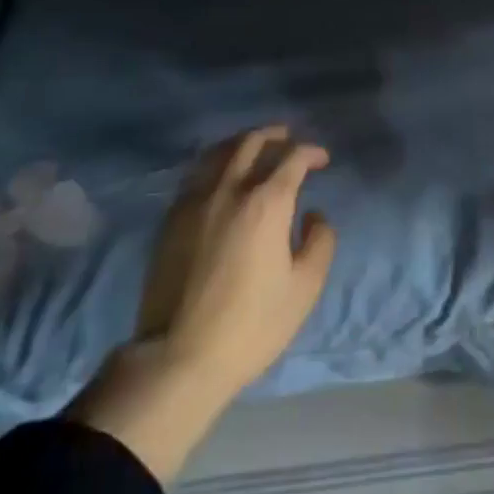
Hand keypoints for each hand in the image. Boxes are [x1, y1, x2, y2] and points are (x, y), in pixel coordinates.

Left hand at [71, 125, 335, 481]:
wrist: (179, 357)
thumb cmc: (251, 324)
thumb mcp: (305, 288)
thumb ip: (320, 242)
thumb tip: (314, 214)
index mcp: (266, 203)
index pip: (292, 159)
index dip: (311, 152)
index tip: (322, 159)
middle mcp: (229, 190)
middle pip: (251, 142)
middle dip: (275, 135)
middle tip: (288, 139)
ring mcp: (195, 201)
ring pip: (219, 152)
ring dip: (242, 142)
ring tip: (255, 148)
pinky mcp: (171, 219)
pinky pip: (196, 174)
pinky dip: (216, 164)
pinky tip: (222, 176)